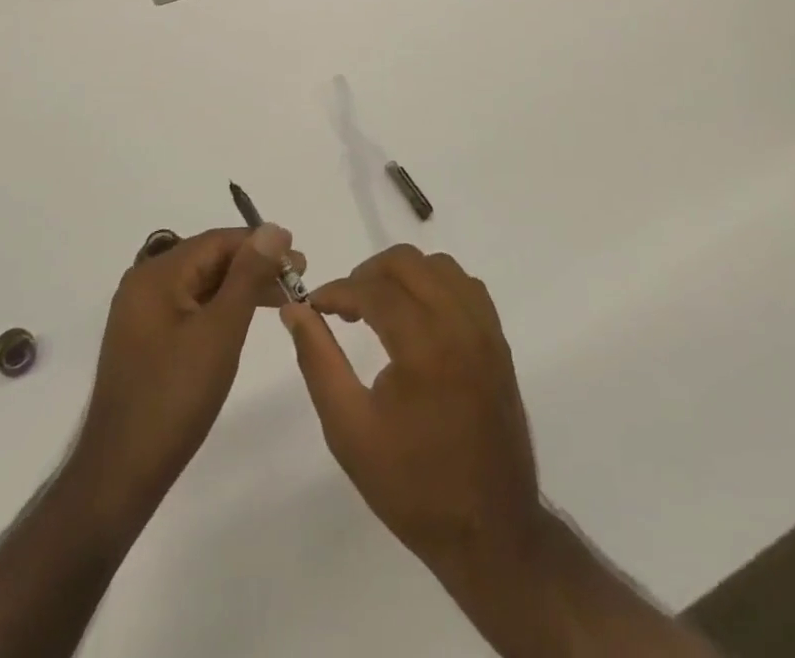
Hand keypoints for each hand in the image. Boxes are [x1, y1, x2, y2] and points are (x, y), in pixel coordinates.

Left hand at [74, 224, 303, 518]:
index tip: (300, 258)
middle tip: (298, 277)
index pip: (217, 241)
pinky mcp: (146, 340)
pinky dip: (220, 307)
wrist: (120, 474)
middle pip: (208, 259)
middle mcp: (145, 284)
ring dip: (240, 286)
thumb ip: (248, 275)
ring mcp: (143, 313)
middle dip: (254, 264)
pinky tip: (244, 318)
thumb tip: (273, 228)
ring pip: (201, 283)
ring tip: (282, 296)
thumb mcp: (220, 331)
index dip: (261, 244)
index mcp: (156, 275)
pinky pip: (190, 306)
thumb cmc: (175, 397)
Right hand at [279, 246, 541, 577]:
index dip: (337, 290)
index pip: (373, 289)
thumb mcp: (349, 430)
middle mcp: (460, 324)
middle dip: (368, 274)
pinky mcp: (498, 341)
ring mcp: (485, 330)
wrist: (490, 530)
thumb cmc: (413, 485)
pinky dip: (436, 285)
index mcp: (425, 346)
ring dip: (403, 274)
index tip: (314, 304)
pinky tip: (417, 315)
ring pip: (439, 266)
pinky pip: (465, 286)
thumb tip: (296, 309)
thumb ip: (318, 360)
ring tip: (378, 307)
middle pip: (407, 262)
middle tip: (344, 306)